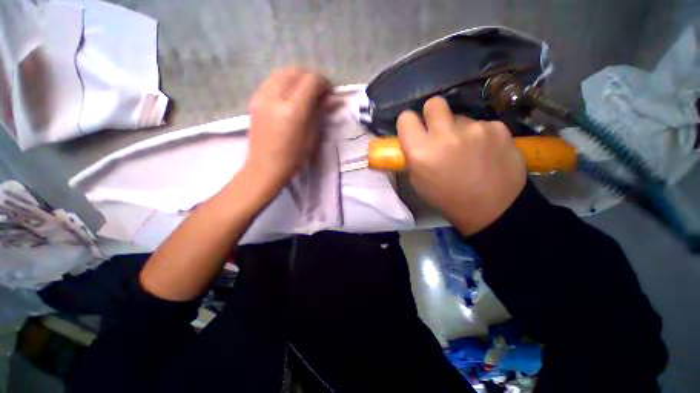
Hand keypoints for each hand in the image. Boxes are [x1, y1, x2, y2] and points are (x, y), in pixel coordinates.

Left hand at [245, 68, 330, 192]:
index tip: (330, 93)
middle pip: (296, 72)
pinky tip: (290, 95)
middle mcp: (275, 97)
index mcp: (293, 110)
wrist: (265, 167)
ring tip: (305, 91)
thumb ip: (320, 113)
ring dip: (298, 77)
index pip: (311, 81)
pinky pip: (272, 80)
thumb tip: (334, 99)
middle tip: (319, 92)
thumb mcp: (312, 136)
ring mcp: (261, 96)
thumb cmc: (293, 158)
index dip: (324, 83)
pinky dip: (285, 82)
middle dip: (311, 78)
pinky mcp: (254, 99)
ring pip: (282, 72)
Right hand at [397, 96, 526, 234]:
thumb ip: (413, 156)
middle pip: (434, 103)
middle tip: (439, 130)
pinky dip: (481, 135)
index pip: (405, 118)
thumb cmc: (447, 198)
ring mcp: (475, 129)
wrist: (491, 209)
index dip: (409, 123)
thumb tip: (415, 139)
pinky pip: (482, 125)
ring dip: (459, 130)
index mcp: (421, 151)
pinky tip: (486, 153)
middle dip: (433, 114)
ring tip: (468, 151)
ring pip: (461, 117)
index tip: (415, 130)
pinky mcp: (498, 128)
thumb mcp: (418, 181)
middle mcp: (445, 135)